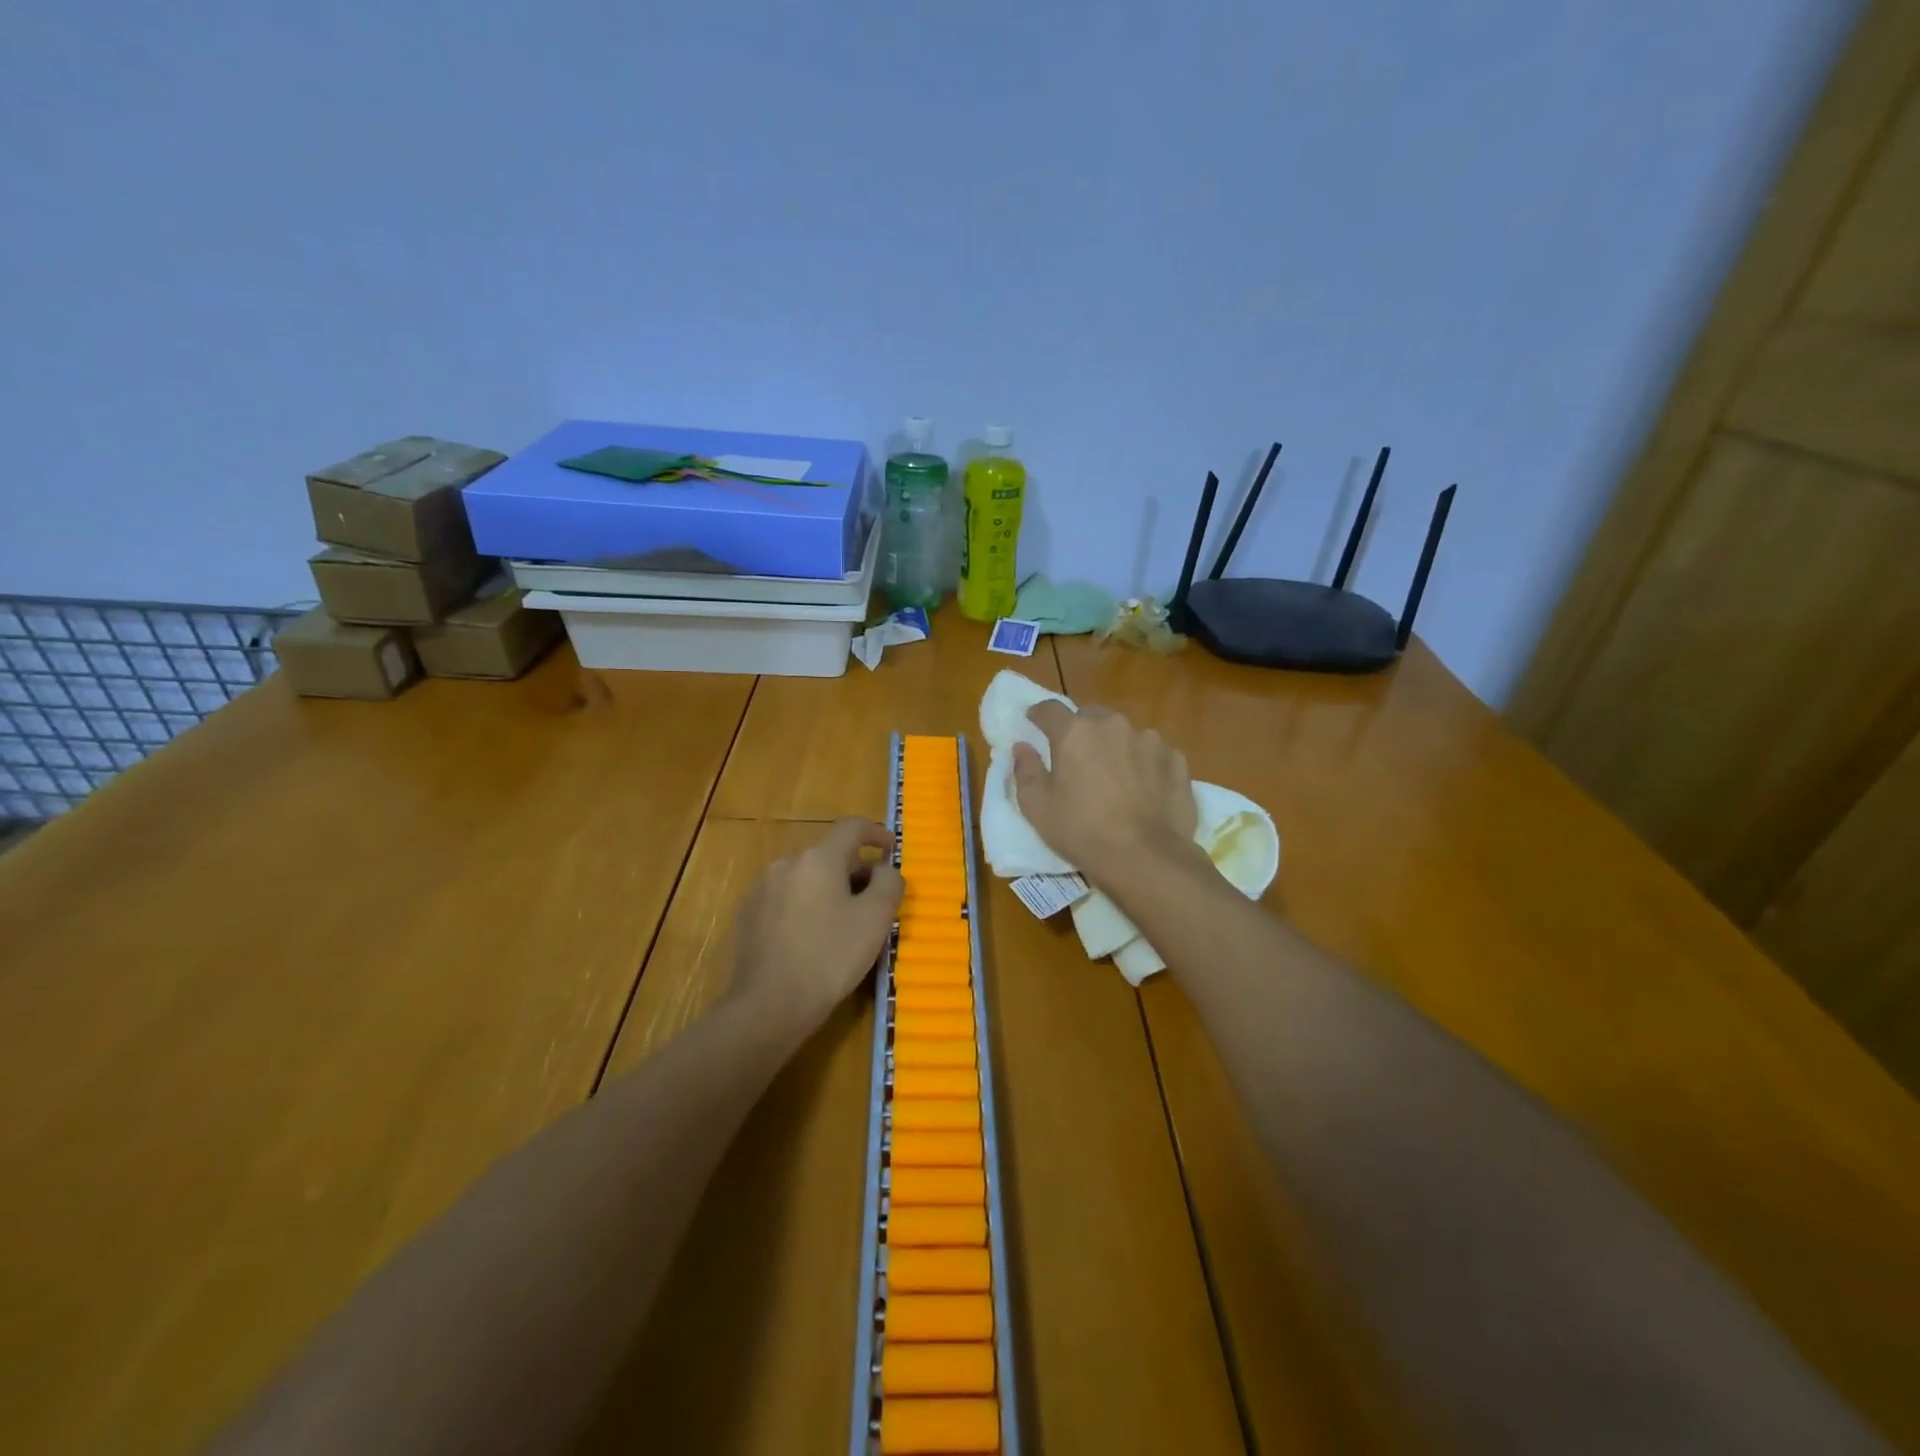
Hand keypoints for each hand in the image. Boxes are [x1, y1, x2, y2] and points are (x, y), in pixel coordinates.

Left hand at [730, 817, 903, 1033]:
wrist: (768, 1005)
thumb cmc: (830, 957)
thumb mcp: (876, 919)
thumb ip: (889, 883)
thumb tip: (883, 869)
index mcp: (819, 858)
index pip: (852, 827)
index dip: (876, 833)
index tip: (890, 850)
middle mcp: (787, 863)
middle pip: (829, 855)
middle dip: (854, 872)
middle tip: (873, 904)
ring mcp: (762, 888)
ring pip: (806, 878)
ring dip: (828, 891)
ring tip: (842, 925)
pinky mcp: (747, 915)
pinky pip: (785, 899)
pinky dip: (804, 907)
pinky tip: (810, 940)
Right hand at [1012, 701, 1198, 882]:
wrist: (1146, 857)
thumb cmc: (1082, 831)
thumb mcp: (1037, 807)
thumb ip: (1026, 770)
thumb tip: (1022, 746)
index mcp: (1074, 733)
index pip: (1050, 709)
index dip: (1039, 715)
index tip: (1034, 723)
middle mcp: (1112, 726)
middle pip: (1090, 716)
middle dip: (1081, 730)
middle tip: (1078, 758)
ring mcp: (1149, 740)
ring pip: (1125, 733)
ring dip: (1116, 746)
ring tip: (1116, 777)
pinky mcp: (1176, 760)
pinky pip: (1153, 753)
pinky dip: (1145, 764)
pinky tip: (1144, 789)